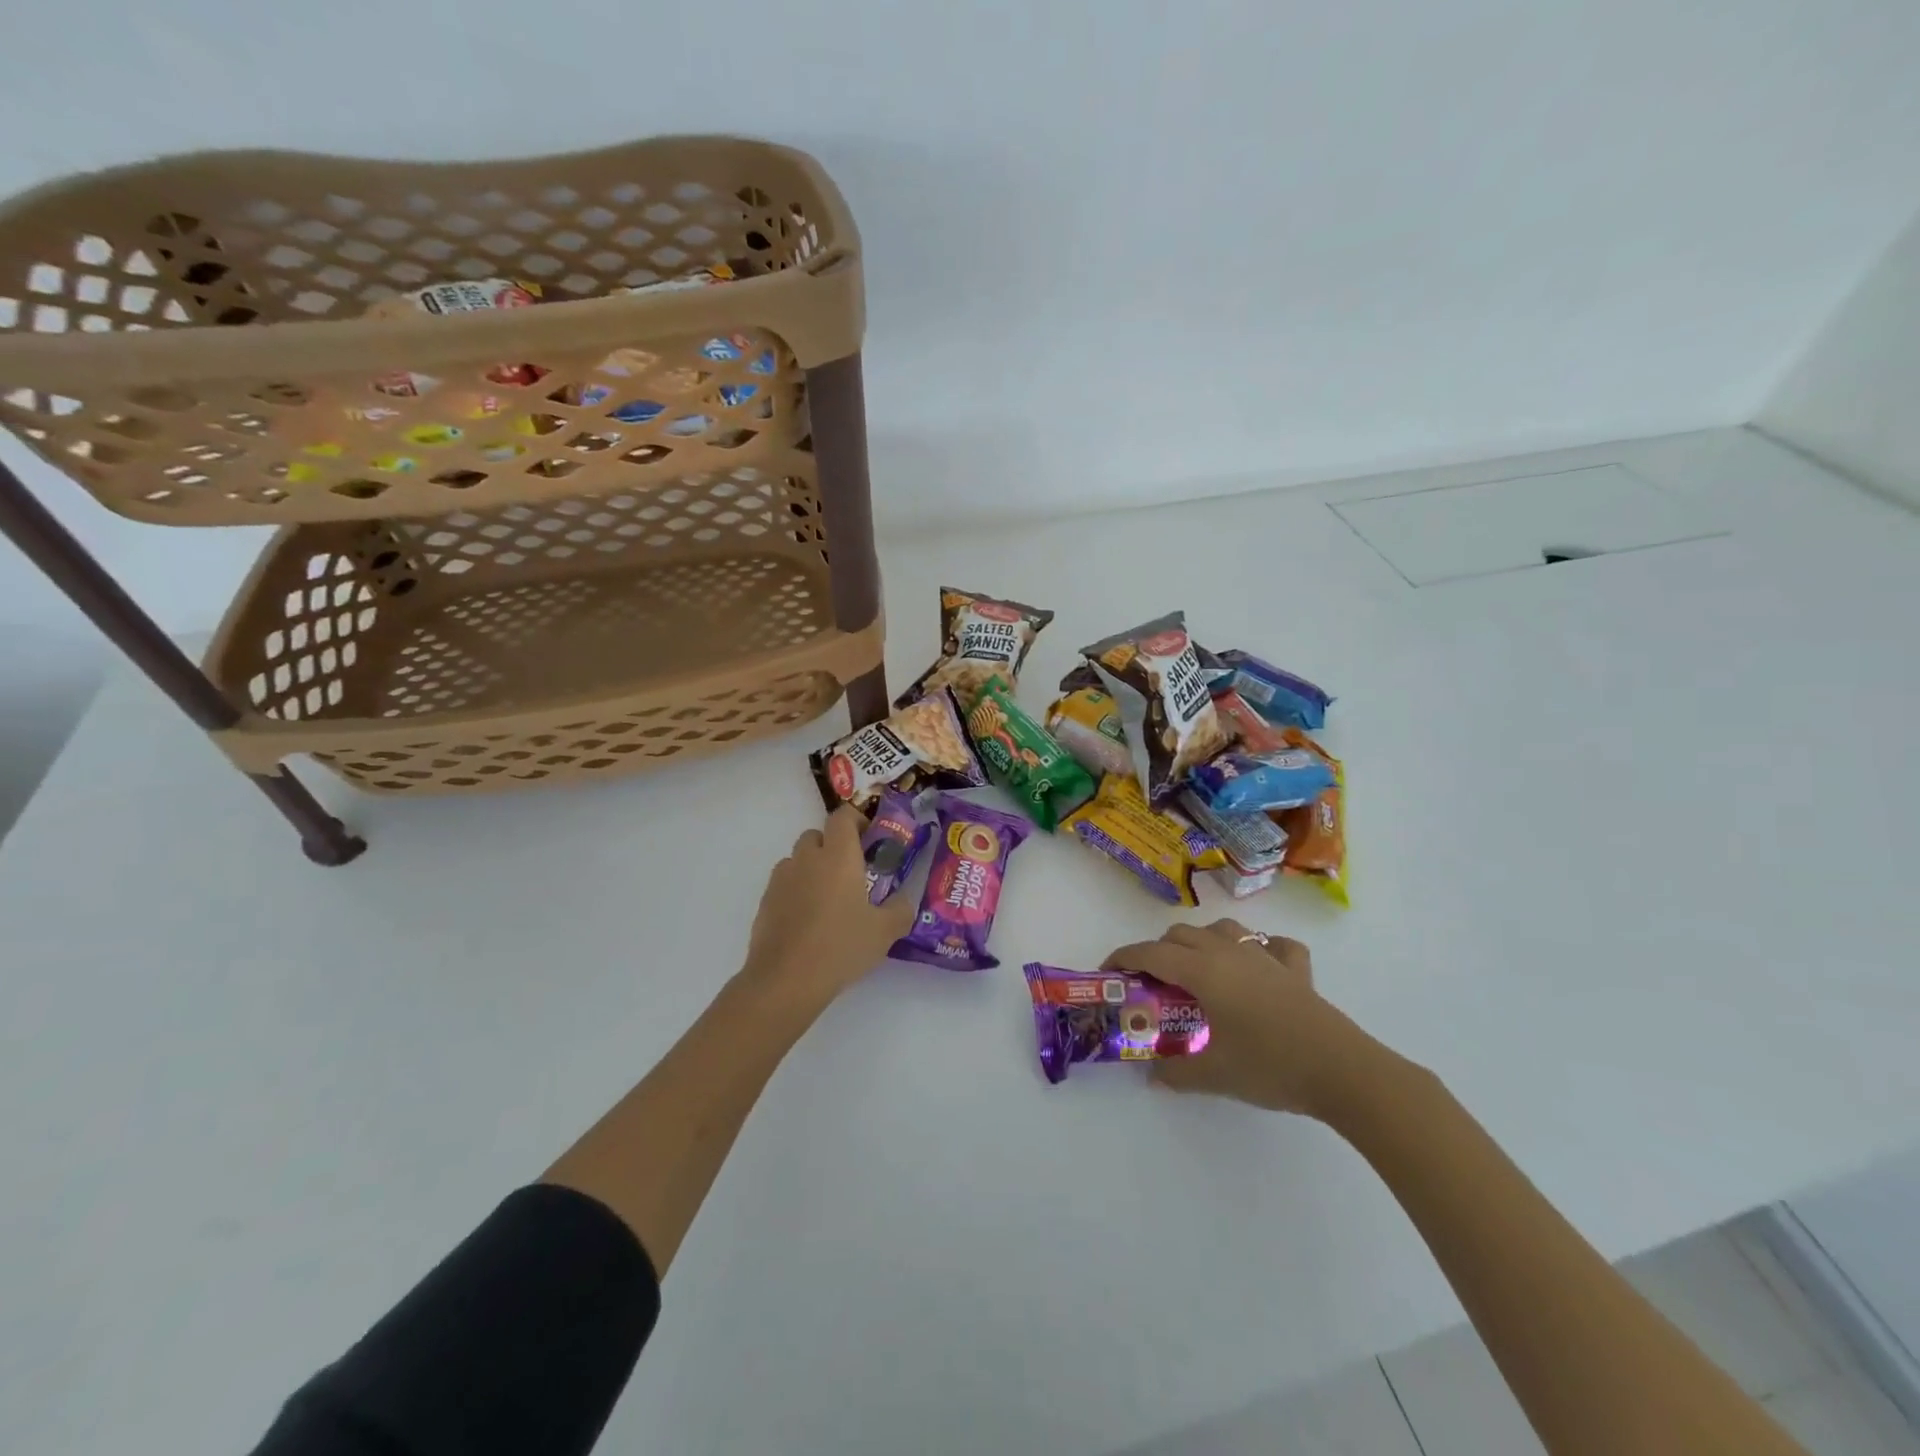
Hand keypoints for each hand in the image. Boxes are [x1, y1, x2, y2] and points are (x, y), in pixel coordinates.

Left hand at [739, 806, 915, 1012]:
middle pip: (816, 835)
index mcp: (838, 856)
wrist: (785, 980)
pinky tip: (807, 922)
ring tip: (827, 900)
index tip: (869, 838)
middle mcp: (807, 859)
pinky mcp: (764, 902)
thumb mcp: (884, 932)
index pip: (843, 816)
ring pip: (797, 860)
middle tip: (851, 873)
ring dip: (812, 869)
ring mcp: (781, 879)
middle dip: (832, 846)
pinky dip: (795, 892)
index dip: (856, 820)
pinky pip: (784, 885)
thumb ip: (900, 910)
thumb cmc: (841, 947)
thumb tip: (904, 901)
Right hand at [1102, 919, 1383, 1118]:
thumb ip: (1176, 1073)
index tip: (1108, 971)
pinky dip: (1260, 948)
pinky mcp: (1296, 969)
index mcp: (1203, 971)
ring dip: (1201, 942)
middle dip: (1158, 952)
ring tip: (1198, 970)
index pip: (1151, 953)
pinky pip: (1273, 945)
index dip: (1124, 957)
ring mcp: (1265, 956)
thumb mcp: (1214, 1075)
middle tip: (1153, 984)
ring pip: (1222, 930)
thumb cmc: (1270, 1066)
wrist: (1342, 1071)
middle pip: (1180, 935)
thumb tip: (1153, 1076)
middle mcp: (1228, 953)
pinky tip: (1259, 966)